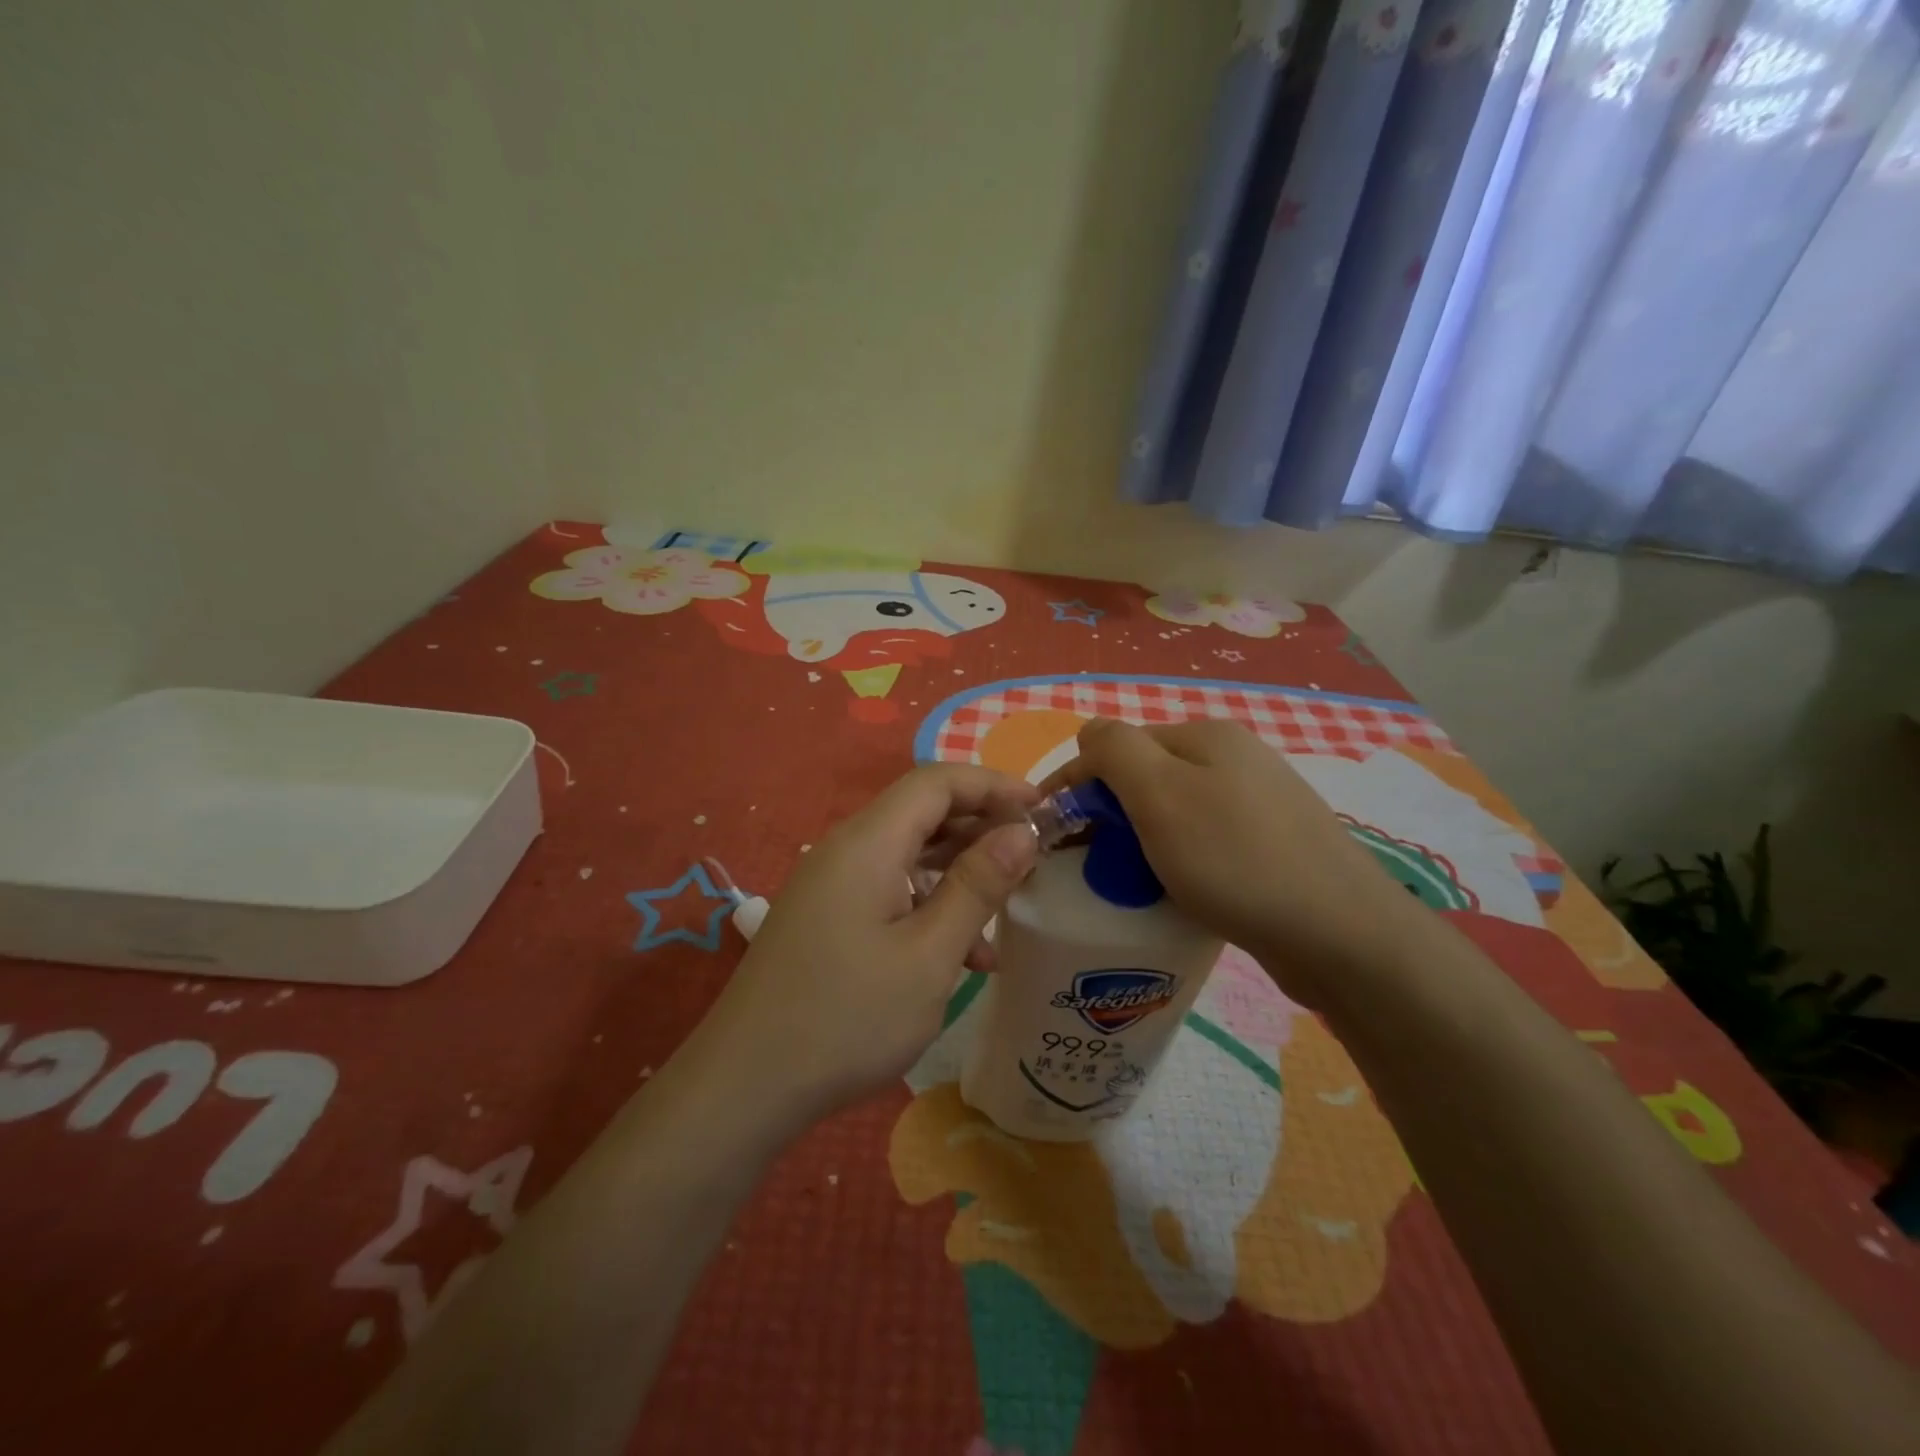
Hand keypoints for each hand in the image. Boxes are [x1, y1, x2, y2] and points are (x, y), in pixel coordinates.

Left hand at [689, 764, 1039, 1129]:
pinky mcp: (825, 917)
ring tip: (1006, 911)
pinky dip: (928, 905)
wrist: (745, 1086)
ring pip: (908, 855)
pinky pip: (887, 889)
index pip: (937, 781)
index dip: (994, 785)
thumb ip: (977, 886)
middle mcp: (845, 850)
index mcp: (868, 843)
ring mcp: (830, 884)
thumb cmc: (847, 1018)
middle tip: (1033, 856)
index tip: (1044, 808)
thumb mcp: (929, 955)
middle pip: (922, 812)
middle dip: (981, 827)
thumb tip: (1022, 832)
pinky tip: (962, 956)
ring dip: (958, 873)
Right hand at [1044, 718, 1416, 1005]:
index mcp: (1205, 735)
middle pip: (1145, 777)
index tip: (1050, 834)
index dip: (1076, 785)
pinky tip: (1176, 891)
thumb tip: (1089, 734)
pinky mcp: (1272, 845)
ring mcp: (1258, 802)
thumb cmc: (1236, 860)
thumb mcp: (1159, 793)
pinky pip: (1202, 842)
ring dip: (1139, 840)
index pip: (1115, 746)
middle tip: (1089, 865)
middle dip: (1108, 814)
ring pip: (1172, 812)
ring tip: (1128, 883)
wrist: (1342, 935)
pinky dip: (1175, 861)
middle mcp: (1234, 757)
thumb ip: (1113, 749)